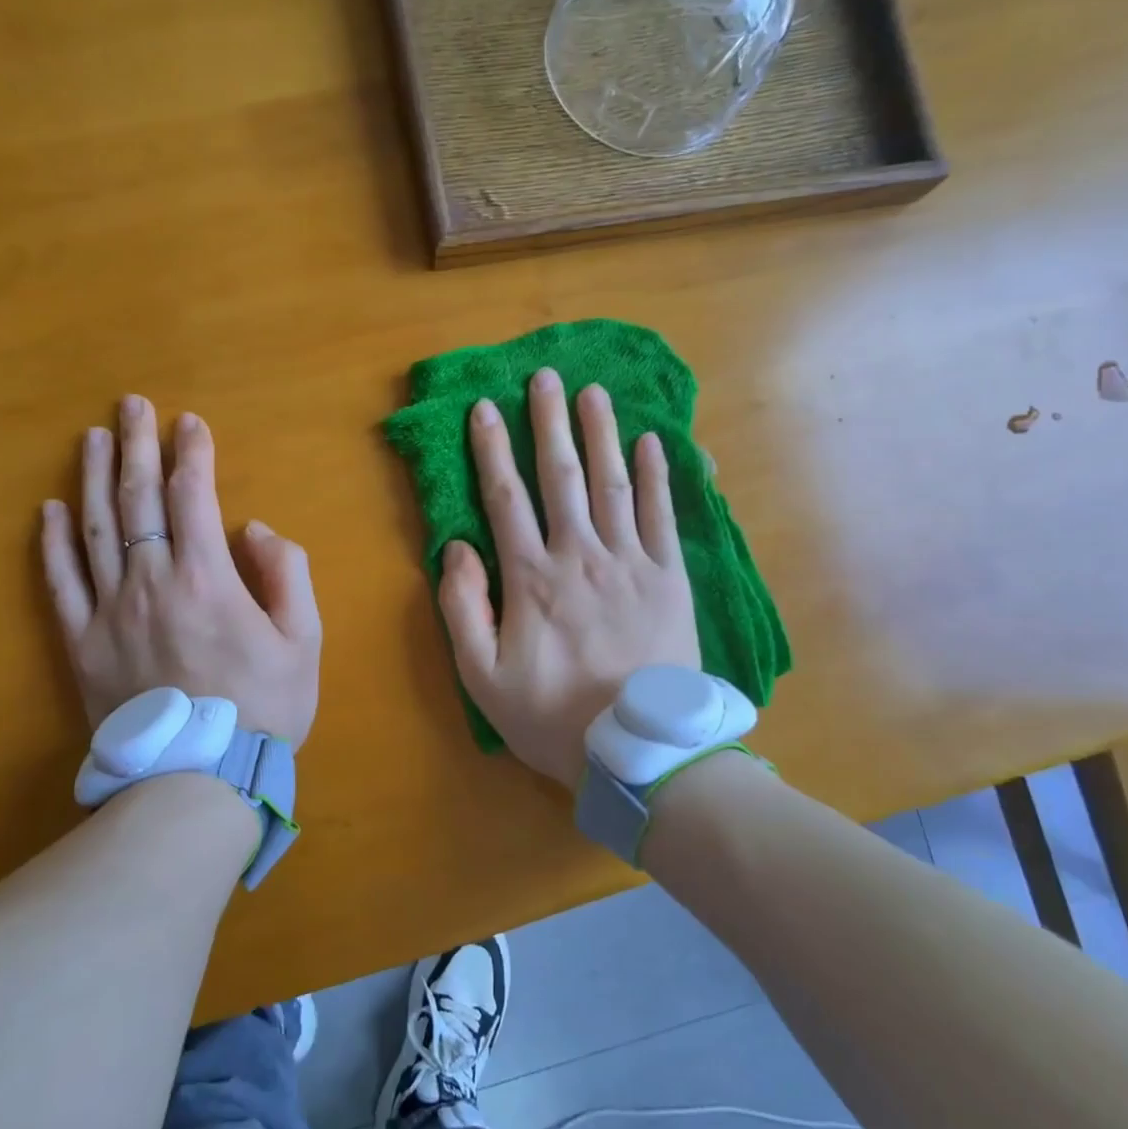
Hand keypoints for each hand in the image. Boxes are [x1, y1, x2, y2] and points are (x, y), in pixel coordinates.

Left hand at [40, 396, 321, 743]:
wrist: (199, 777)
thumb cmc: (263, 707)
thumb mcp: (304, 640)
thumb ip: (287, 574)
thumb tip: (254, 530)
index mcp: (207, 578)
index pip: (194, 496)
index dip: (192, 453)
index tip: (189, 422)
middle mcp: (151, 582)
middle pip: (139, 500)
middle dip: (136, 446)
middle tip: (131, 405)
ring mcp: (109, 611)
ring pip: (95, 530)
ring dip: (92, 479)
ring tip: (92, 438)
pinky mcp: (81, 643)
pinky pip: (61, 584)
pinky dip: (53, 543)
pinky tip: (50, 509)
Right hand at [438, 369, 701, 788]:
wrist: (637, 751)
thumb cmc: (551, 715)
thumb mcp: (482, 676)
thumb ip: (462, 608)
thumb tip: (458, 547)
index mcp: (532, 577)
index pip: (505, 498)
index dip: (492, 449)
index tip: (485, 408)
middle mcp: (580, 555)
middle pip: (561, 476)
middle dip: (549, 422)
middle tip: (546, 377)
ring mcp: (630, 563)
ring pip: (612, 484)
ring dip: (601, 434)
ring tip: (595, 392)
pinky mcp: (669, 578)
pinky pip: (662, 516)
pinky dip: (658, 477)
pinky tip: (651, 443)